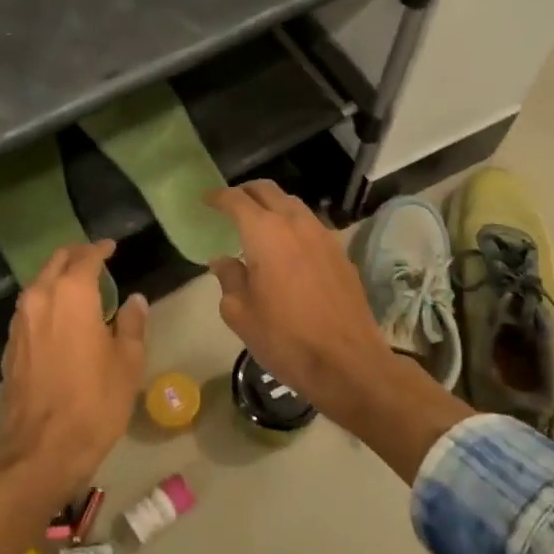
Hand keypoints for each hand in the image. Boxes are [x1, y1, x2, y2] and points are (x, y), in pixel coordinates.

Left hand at [0, 240, 147, 497]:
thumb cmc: (94, 402)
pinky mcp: (11, 345)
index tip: (112, 247)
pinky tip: (60, 318)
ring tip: (80, 287)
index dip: (101, 249)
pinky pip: (30, 308)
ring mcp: (20, 321)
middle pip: (56, 262)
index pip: (86, 257)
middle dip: (76, 256)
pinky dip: (46, 302)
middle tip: (96, 259)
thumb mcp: (127, 363)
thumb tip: (134, 300)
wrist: (42, 449)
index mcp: (72, 294)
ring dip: (58, 278)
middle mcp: (40, 298)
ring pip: (39, 284)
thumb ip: (131, 324)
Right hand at [204, 182, 475, 482]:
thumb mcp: (240, 313)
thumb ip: (229, 279)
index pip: (236, 200)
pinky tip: (288, 247)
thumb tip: (223, 260)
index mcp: (265, 233)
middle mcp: (296, 224)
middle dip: (246, 192)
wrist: (347, 362)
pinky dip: (293, 225)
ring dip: (273, 205)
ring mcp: (323, 236)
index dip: (218, 196)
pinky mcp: (341, 253)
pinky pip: (311, 226)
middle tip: (230, 204)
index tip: (206, 200)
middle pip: (268, 190)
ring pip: (294, 205)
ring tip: (259, 223)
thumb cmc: (284, 338)